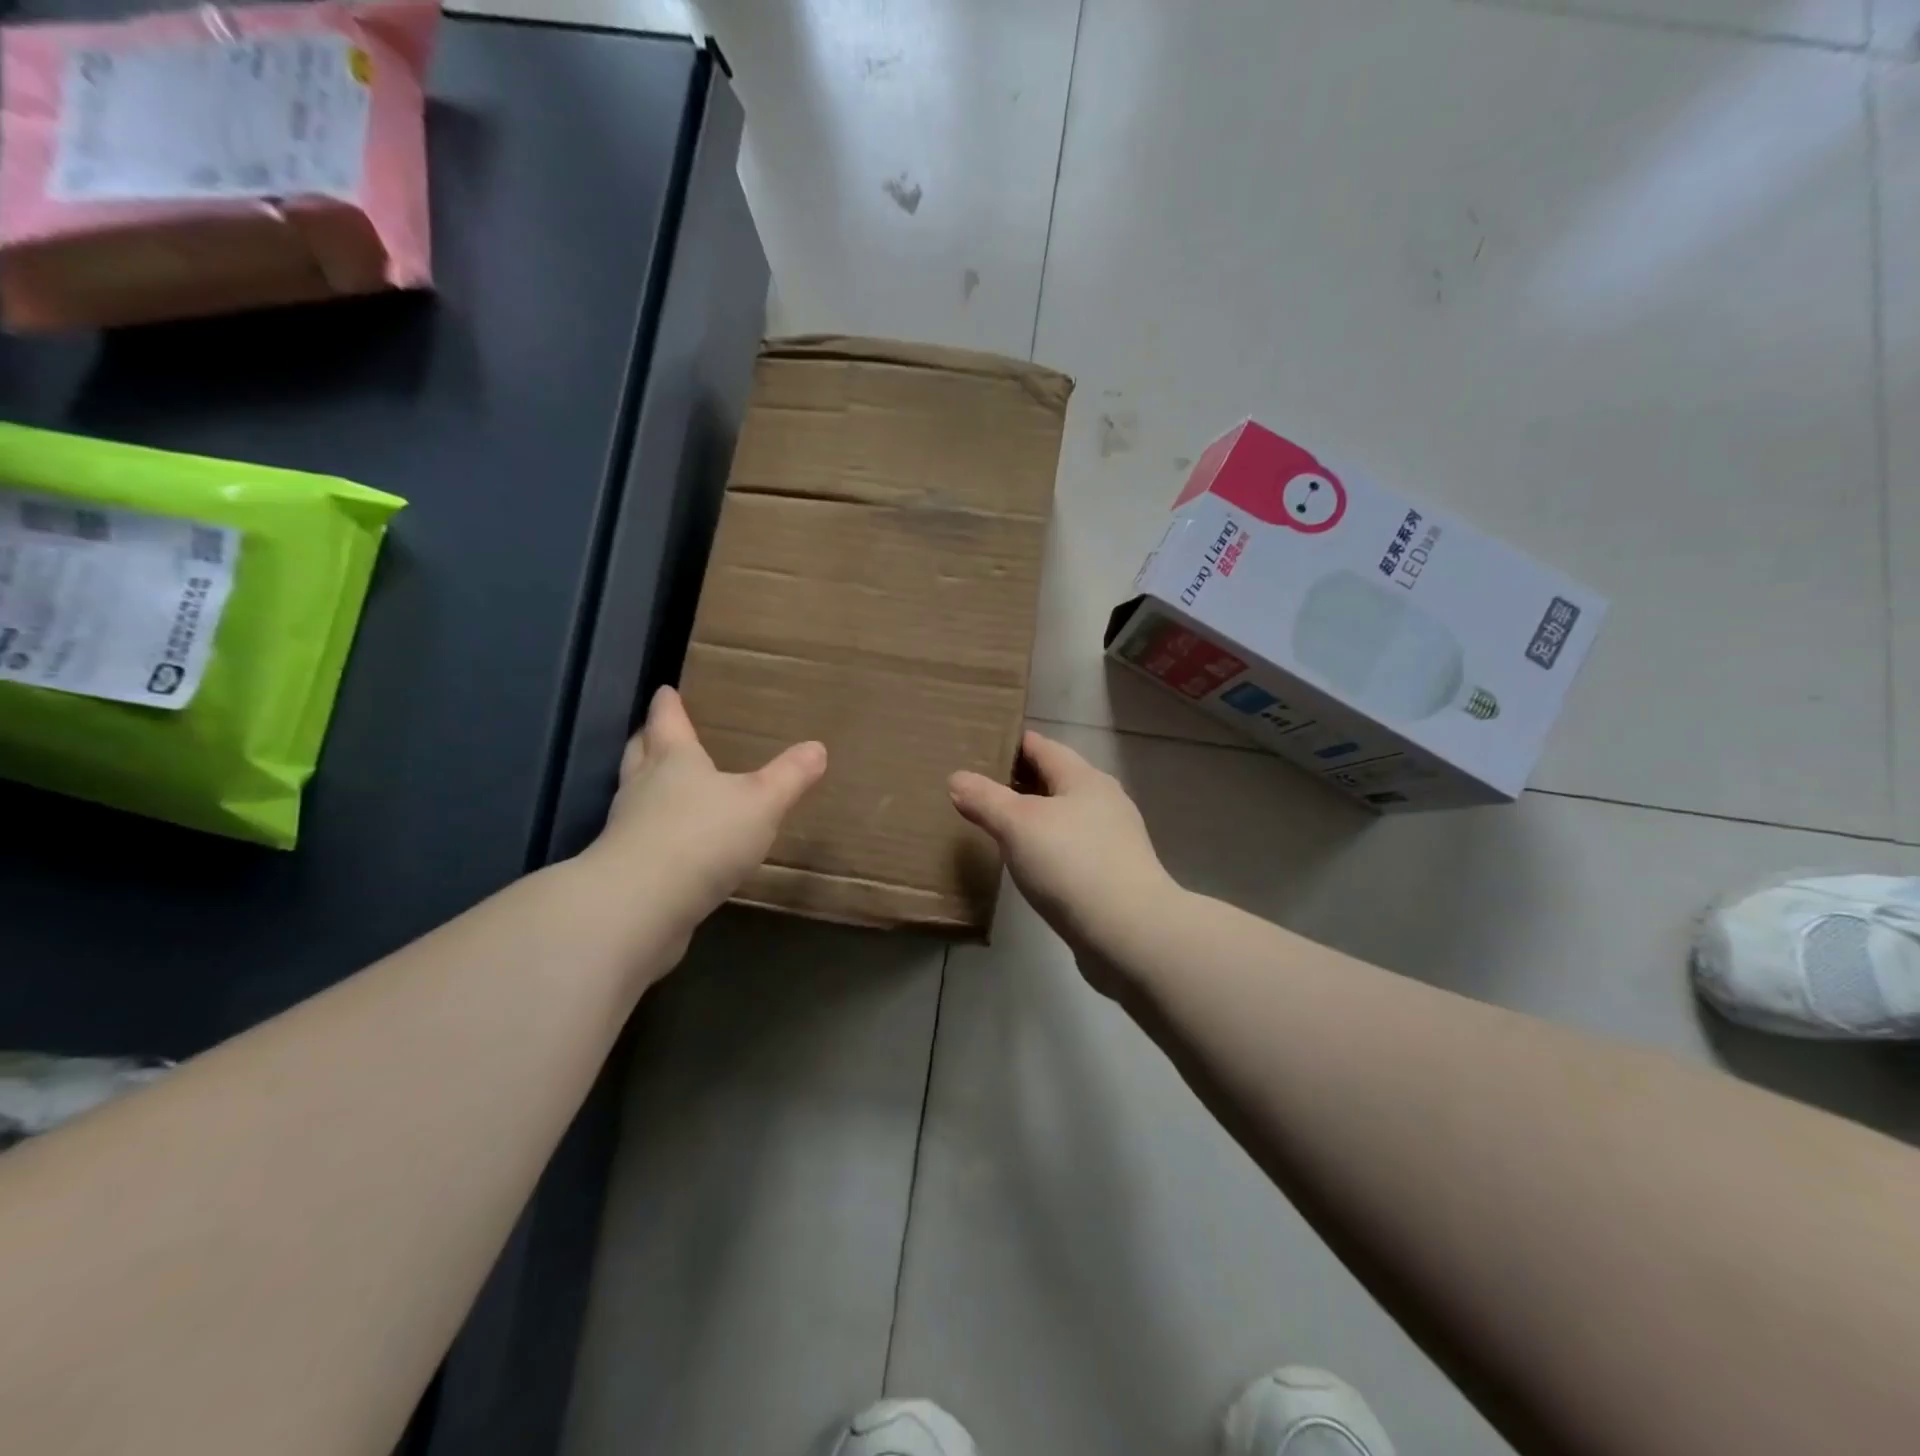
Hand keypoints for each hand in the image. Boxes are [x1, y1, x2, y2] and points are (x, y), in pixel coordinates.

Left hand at [585, 686, 825, 960]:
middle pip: (641, 753)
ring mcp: (628, 828)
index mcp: (674, 761)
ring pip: (634, 794)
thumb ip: (789, 777)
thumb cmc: (703, 837)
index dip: (668, 705)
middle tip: (655, 730)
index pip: (668, 722)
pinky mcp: (626, 868)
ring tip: (663, 783)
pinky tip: (672, 843)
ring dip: (645, 784)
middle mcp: (644, 787)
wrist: (641, 904)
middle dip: (649, 740)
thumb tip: (817, 748)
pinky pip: (639, 836)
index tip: (665, 690)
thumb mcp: (761, 803)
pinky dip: (652, 830)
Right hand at [949, 730, 1178, 987]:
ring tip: (996, 825)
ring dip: (1033, 816)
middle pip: (1055, 779)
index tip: (978, 747)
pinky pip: (1070, 847)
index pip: (1042, 746)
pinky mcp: (1112, 874)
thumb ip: (986, 799)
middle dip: (1019, 781)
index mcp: (1084, 778)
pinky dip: (1046, 846)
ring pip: (1063, 815)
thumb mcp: (1018, 826)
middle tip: (978, 787)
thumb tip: (957, 778)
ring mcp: (1112, 839)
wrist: (1130, 933)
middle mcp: (1103, 801)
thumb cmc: (1072, 865)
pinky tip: (1027, 862)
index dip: (1010, 743)